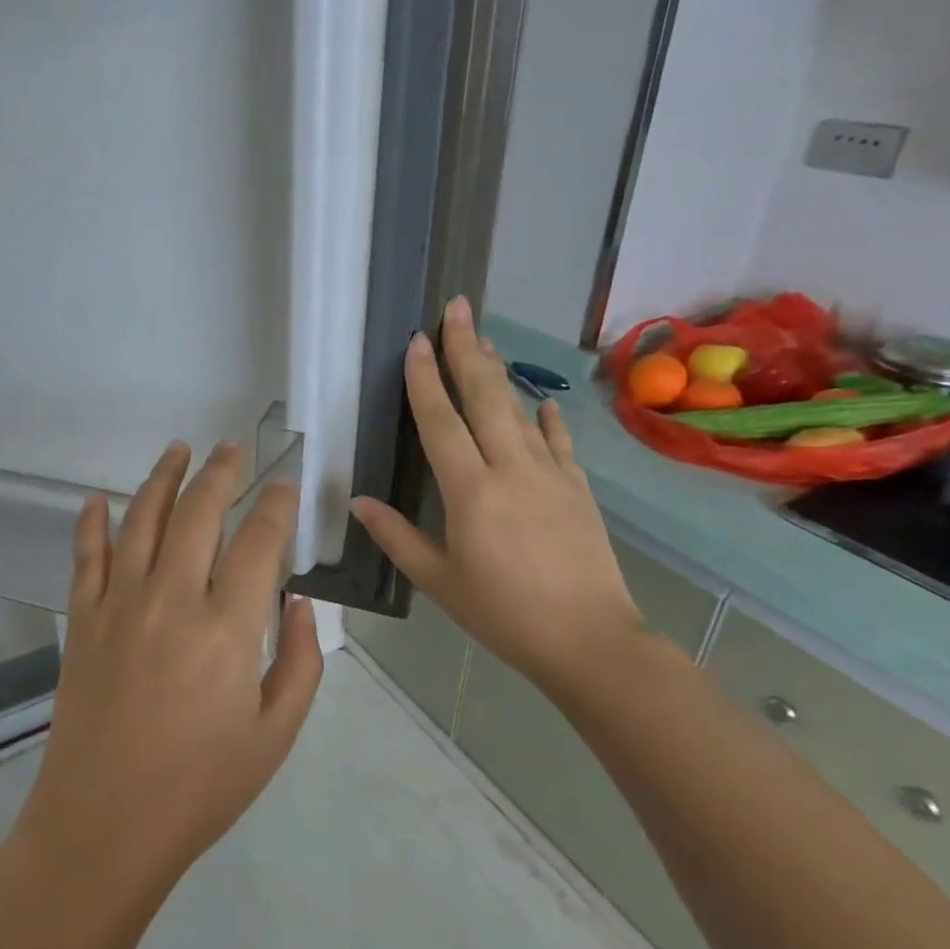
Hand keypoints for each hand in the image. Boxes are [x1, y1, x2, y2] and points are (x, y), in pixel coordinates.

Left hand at [14, 441, 323, 903]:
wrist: (104, 823)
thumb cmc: (200, 786)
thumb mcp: (275, 734)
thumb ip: (299, 661)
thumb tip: (297, 601)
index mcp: (228, 628)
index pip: (258, 540)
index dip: (276, 504)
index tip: (285, 484)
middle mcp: (172, 598)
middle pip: (199, 511)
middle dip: (222, 471)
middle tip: (235, 446)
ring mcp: (119, 604)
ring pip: (141, 518)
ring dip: (163, 476)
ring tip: (179, 448)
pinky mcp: (82, 619)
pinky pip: (86, 556)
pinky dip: (91, 522)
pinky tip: (97, 499)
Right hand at [352, 296, 646, 694]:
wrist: (590, 640)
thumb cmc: (502, 613)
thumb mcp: (439, 580)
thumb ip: (397, 536)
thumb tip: (359, 502)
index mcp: (470, 491)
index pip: (441, 422)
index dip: (425, 379)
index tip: (417, 340)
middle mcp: (511, 469)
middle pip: (485, 397)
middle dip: (467, 349)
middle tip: (457, 307)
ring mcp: (550, 474)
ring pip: (520, 410)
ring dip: (499, 373)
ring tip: (484, 341)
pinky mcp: (578, 489)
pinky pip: (559, 442)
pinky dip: (548, 419)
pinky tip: (543, 404)